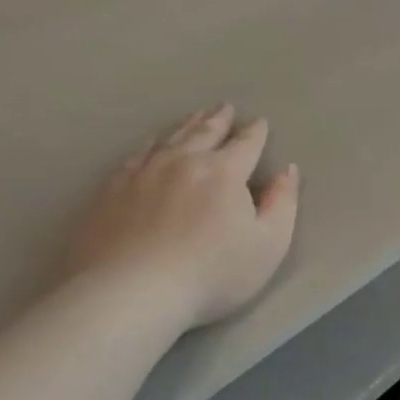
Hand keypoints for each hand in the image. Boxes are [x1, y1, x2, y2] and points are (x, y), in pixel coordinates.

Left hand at [66, 105, 299, 330]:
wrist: (131, 291)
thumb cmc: (210, 274)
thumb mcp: (268, 245)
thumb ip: (282, 204)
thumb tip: (287, 170)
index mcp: (223, 172)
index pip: (245, 144)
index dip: (255, 132)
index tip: (259, 122)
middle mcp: (183, 161)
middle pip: (205, 132)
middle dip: (219, 119)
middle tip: (225, 107)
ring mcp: (144, 172)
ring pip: (170, 139)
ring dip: (187, 126)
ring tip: (195, 117)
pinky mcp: (112, 189)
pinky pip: (136, 156)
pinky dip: (149, 144)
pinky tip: (150, 144)